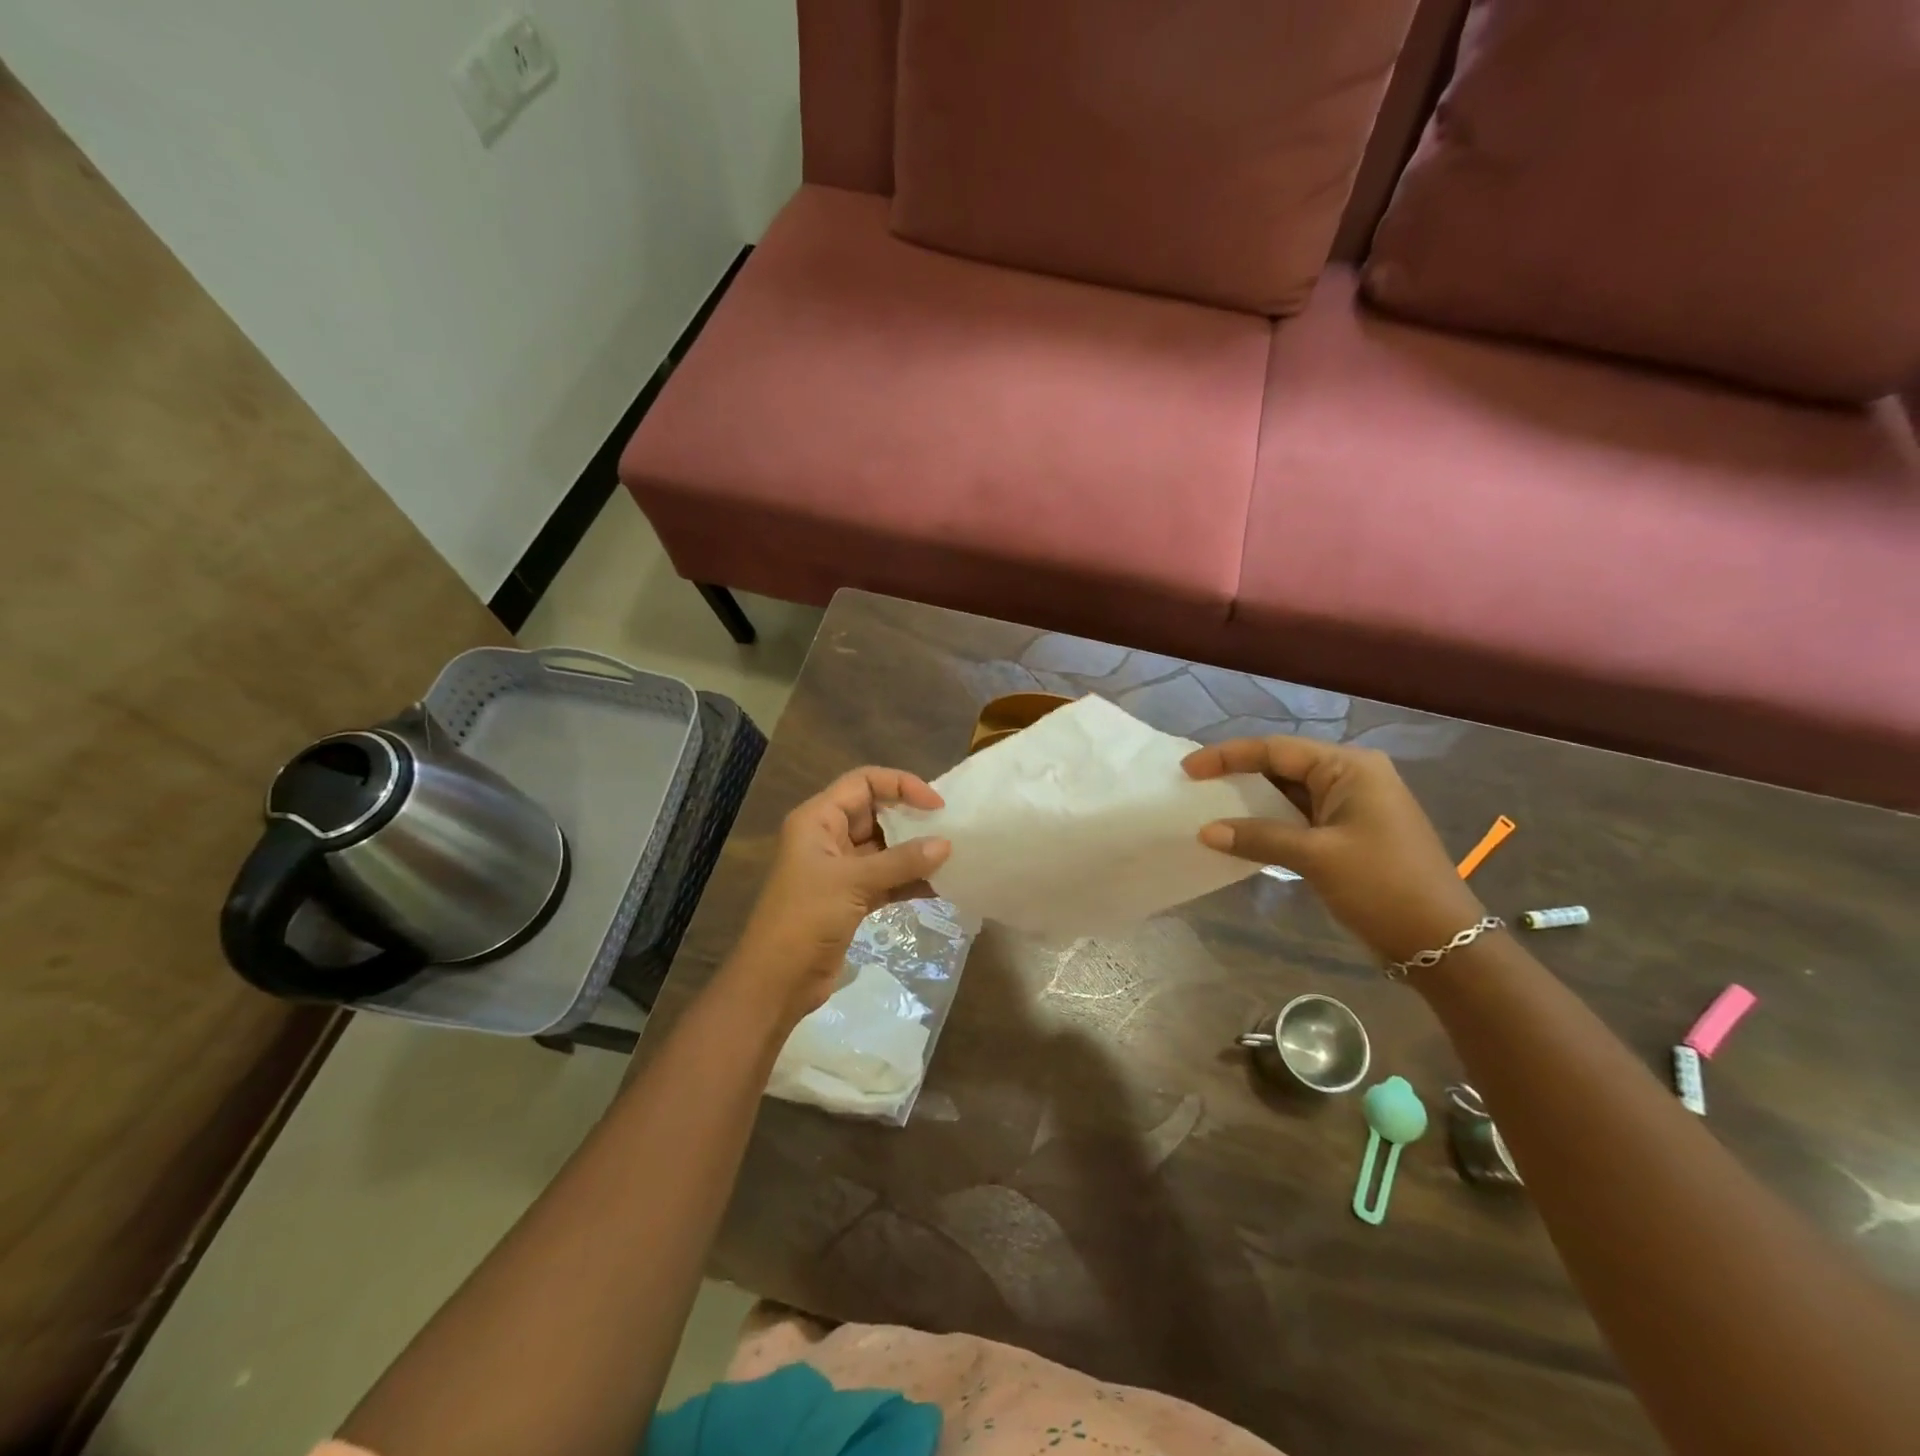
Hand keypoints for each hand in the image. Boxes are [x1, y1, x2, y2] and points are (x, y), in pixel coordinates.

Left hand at [729, 767, 950, 1023]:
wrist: (776, 982)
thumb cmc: (806, 918)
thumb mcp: (854, 883)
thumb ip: (901, 862)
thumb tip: (946, 844)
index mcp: (818, 819)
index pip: (863, 782)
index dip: (900, 785)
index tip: (935, 804)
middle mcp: (828, 837)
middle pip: (876, 812)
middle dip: (912, 818)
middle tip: (950, 827)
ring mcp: (840, 869)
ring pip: (885, 848)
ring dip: (915, 852)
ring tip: (952, 856)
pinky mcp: (851, 898)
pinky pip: (887, 878)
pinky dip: (909, 880)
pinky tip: (940, 886)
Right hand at [1184, 736, 1484, 964]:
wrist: (1440, 941)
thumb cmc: (1382, 886)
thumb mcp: (1316, 857)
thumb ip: (1259, 838)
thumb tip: (1205, 831)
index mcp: (1350, 767)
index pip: (1277, 750)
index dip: (1228, 756)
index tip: (1188, 769)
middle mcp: (1352, 776)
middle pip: (1283, 765)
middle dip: (1238, 774)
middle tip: (1195, 785)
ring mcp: (1353, 805)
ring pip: (1290, 792)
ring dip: (1253, 800)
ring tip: (1210, 806)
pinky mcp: (1349, 832)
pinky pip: (1300, 816)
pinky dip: (1270, 822)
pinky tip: (1242, 833)